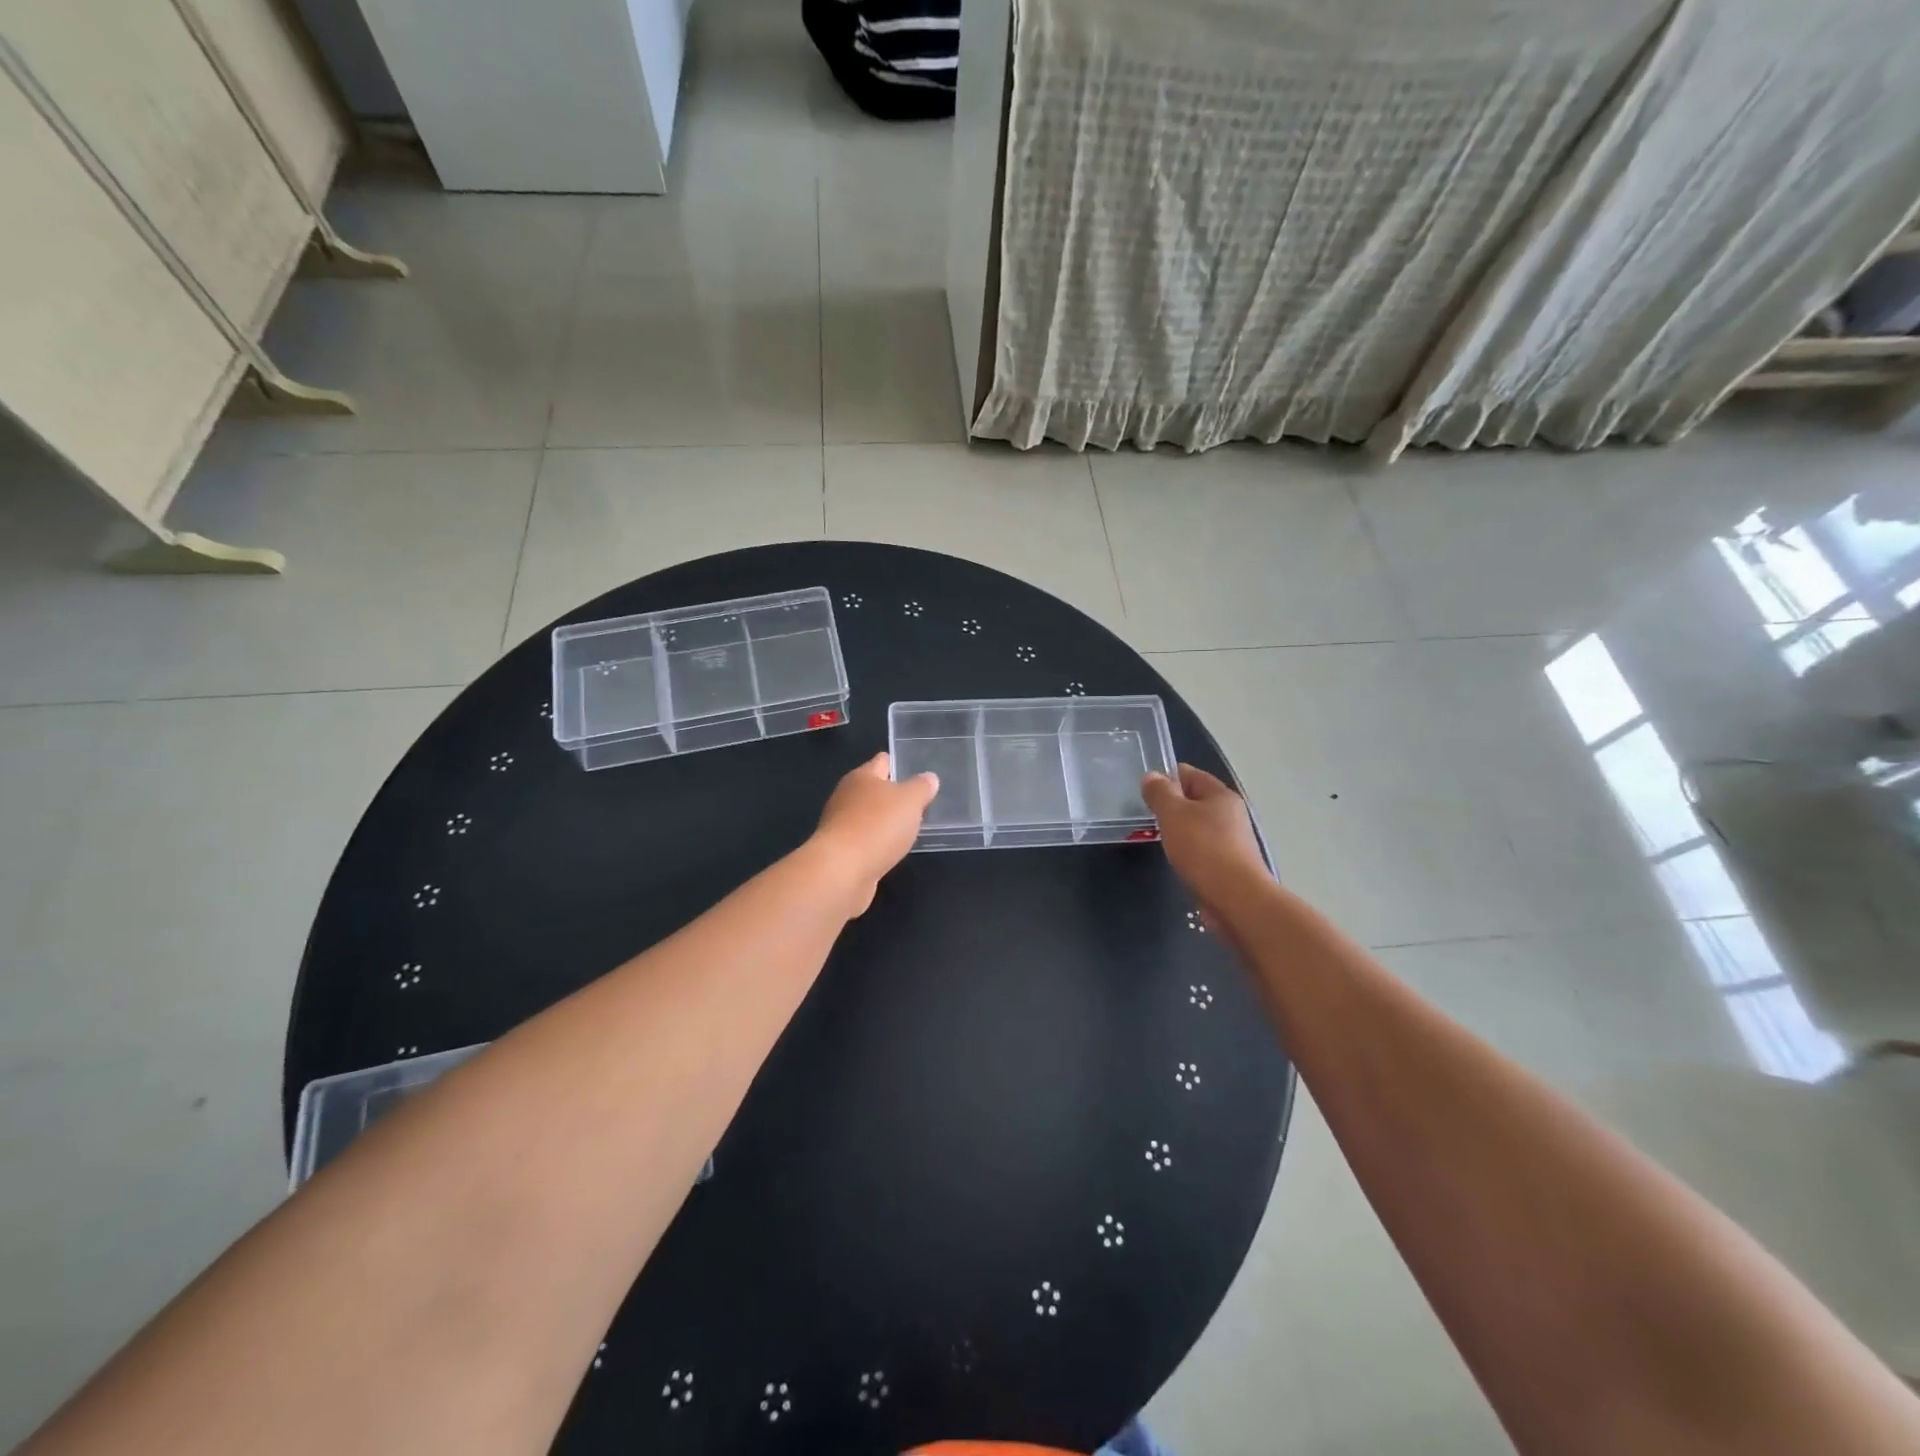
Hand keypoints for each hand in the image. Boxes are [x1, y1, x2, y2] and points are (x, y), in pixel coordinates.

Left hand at [809, 752, 938, 915]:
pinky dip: (878, 842)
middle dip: (894, 794)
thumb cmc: (877, 826)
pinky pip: (865, 840)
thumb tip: (929, 778)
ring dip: (885, 821)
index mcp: (861, 777)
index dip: (899, 763)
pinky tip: (892, 849)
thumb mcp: (910, 800)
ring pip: (869, 816)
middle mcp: (847, 796)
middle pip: (873, 789)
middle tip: (920, 801)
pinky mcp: (840, 851)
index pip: (882, 761)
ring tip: (910, 826)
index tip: (918, 770)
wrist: (841, 872)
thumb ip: (921, 787)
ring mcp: (840, 825)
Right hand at [1141, 765, 1266, 912]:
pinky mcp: (1229, 865)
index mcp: (1221, 795)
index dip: (1167, 776)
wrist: (1236, 898)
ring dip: (1179, 829)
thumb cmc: (1203, 848)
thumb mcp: (1173, 814)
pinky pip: (1202, 849)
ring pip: (1198, 826)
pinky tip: (1175, 859)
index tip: (1145, 788)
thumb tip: (1151, 776)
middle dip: (1172, 805)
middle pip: (1196, 800)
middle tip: (1146, 814)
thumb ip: (1160, 793)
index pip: (1191, 774)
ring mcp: (1232, 841)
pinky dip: (1188, 850)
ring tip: (1156, 837)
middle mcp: (1231, 814)